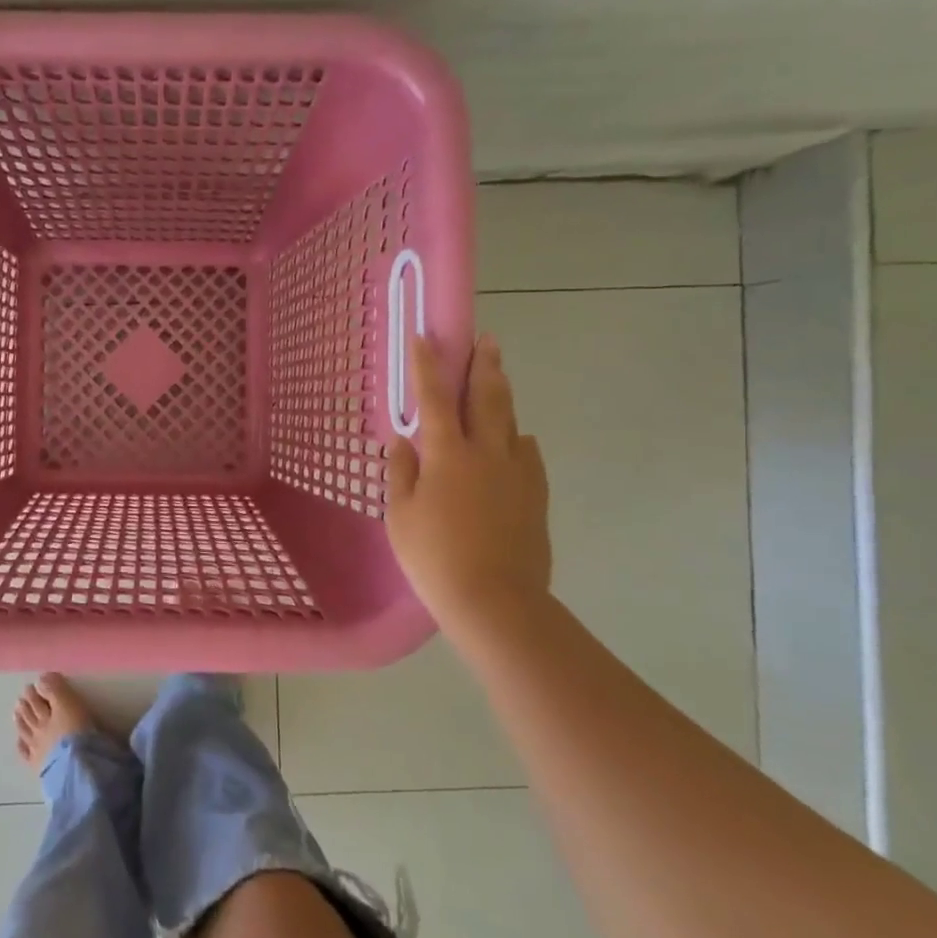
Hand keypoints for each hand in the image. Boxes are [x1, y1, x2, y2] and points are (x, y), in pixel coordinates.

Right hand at [387, 333, 552, 622]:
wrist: (495, 600)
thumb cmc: (435, 558)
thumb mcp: (400, 516)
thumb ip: (401, 473)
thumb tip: (403, 441)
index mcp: (447, 454)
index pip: (434, 399)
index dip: (428, 367)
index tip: (425, 337)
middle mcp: (486, 453)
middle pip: (487, 397)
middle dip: (483, 365)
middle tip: (486, 339)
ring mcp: (517, 473)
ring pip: (511, 421)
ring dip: (502, 394)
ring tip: (498, 377)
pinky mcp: (535, 495)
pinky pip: (528, 454)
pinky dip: (518, 438)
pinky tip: (516, 440)